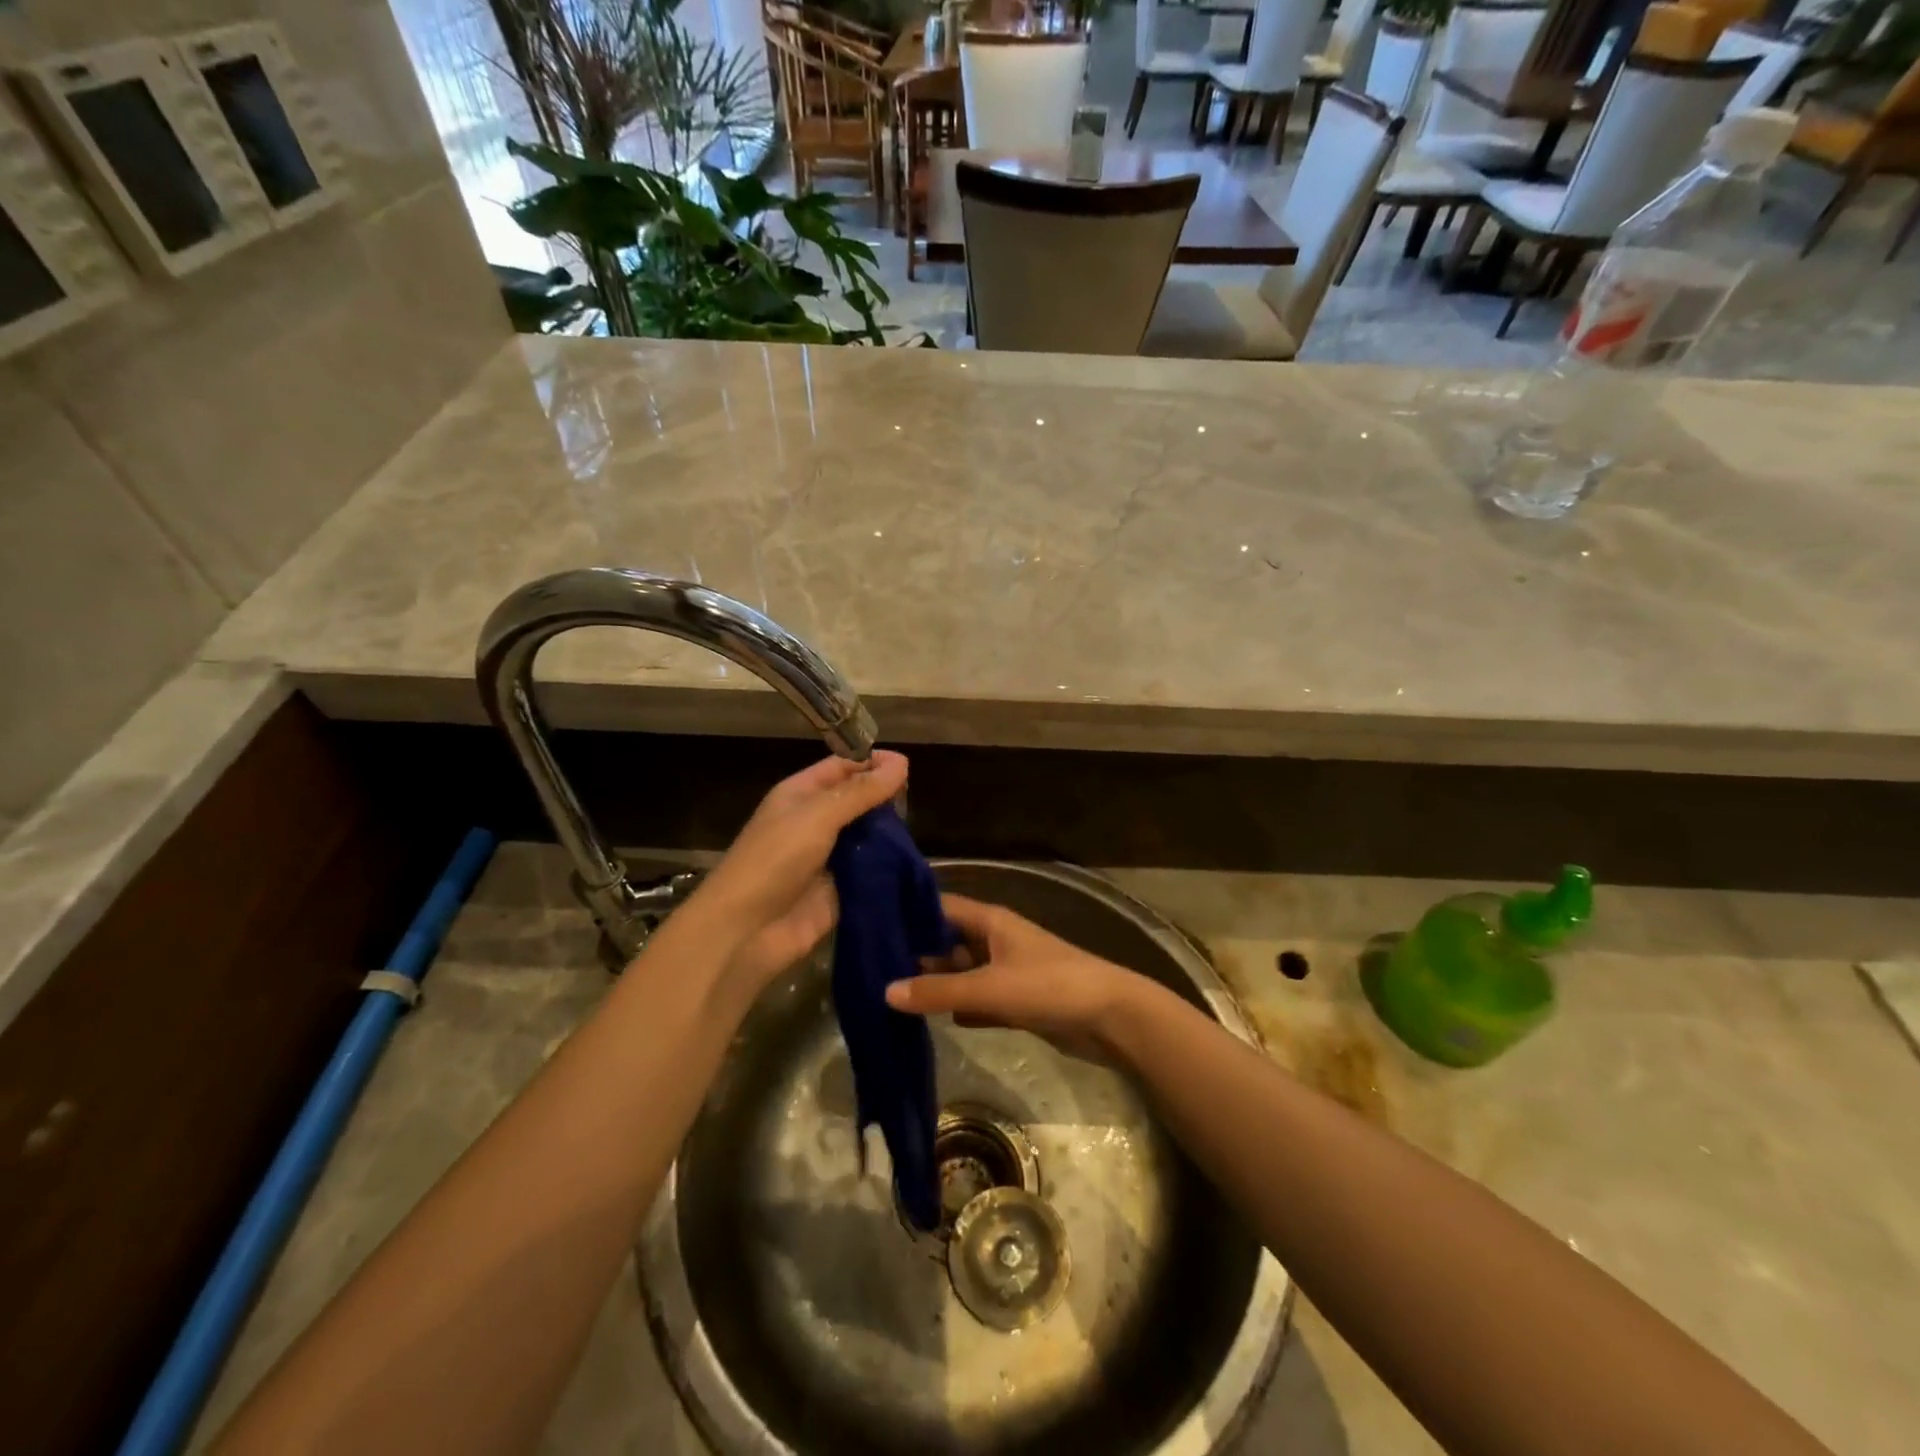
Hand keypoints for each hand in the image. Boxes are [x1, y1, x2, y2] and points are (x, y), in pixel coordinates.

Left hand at [686, 750, 908, 992]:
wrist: (746, 932)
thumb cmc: (774, 861)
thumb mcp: (817, 816)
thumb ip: (860, 791)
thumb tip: (901, 763)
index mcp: (801, 795)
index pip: (842, 767)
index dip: (872, 762)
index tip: (909, 765)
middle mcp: (815, 822)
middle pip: (857, 801)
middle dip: (885, 799)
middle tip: (918, 799)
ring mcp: (829, 857)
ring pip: (868, 837)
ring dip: (891, 834)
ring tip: (919, 829)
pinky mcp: (841, 890)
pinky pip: (870, 871)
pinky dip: (889, 867)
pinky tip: (913, 862)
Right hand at [885, 894, 1143, 1061]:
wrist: (1110, 1017)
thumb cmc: (1049, 986)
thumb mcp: (989, 987)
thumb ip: (938, 992)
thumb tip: (885, 991)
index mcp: (990, 921)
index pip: (939, 907)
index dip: (907, 914)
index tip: (870, 925)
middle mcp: (994, 940)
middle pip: (946, 941)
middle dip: (914, 954)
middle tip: (870, 970)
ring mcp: (1005, 970)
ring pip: (960, 972)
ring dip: (934, 984)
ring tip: (888, 995)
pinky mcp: (1015, 1000)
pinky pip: (976, 999)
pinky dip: (957, 1007)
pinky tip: (929, 1020)